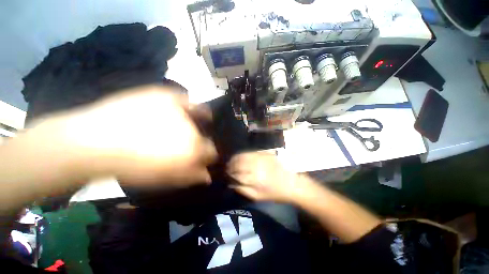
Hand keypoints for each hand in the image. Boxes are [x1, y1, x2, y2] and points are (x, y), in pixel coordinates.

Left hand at [31, 86, 216, 187]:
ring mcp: (179, 110)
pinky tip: (185, 108)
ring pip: (200, 114)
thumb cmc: (131, 166)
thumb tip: (208, 176)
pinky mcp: (165, 96)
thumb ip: (190, 176)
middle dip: (202, 139)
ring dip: (198, 121)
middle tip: (190, 142)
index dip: (208, 154)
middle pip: (205, 134)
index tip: (202, 156)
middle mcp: (191, 129)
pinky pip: (185, 98)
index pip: (211, 151)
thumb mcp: (165, 178)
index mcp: (192, 149)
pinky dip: (188, 103)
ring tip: (187, 125)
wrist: (94, 142)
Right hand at [228, 152, 307, 202]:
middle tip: (228, 169)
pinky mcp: (265, 153)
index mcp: (255, 179)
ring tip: (232, 162)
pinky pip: (250, 152)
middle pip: (238, 163)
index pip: (236, 174)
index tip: (226, 175)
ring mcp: (261, 158)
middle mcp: (257, 166)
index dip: (229, 174)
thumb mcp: (258, 197)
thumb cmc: (276, 193)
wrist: (293, 183)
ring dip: (235, 159)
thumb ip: (243, 190)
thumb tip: (231, 183)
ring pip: (242, 156)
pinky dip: (243, 154)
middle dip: (230, 166)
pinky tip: (241, 157)